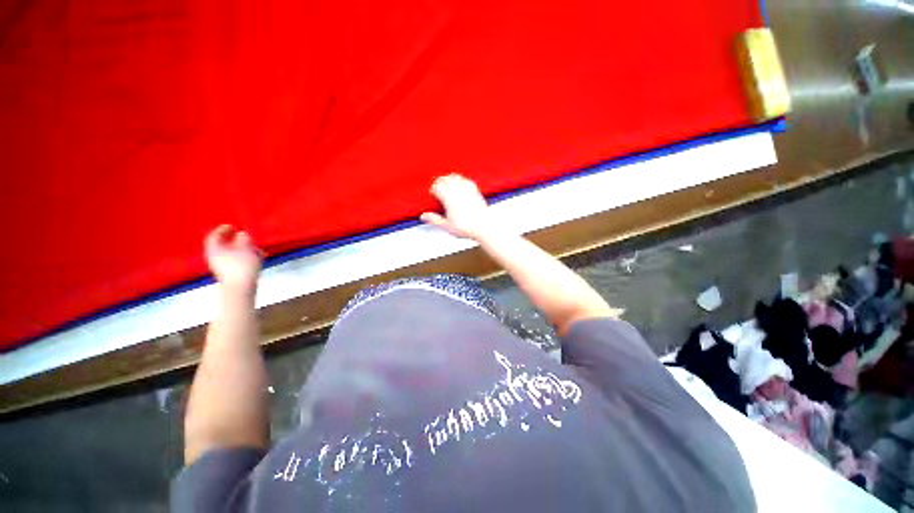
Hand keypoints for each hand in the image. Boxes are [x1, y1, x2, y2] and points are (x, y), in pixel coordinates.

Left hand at [204, 225, 262, 291]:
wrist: (241, 287)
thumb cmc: (241, 265)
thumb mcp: (245, 248)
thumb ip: (244, 239)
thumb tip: (242, 234)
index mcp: (215, 249)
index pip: (214, 236)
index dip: (222, 230)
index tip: (232, 226)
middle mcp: (215, 257)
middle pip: (223, 246)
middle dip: (235, 240)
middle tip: (245, 237)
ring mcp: (222, 267)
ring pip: (231, 254)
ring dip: (243, 250)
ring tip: (255, 249)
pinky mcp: (230, 274)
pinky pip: (236, 261)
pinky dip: (245, 257)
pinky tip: (256, 258)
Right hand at [421, 174, 498, 240]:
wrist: (483, 226)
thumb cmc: (466, 227)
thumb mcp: (447, 226)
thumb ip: (434, 219)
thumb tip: (424, 216)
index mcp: (448, 198)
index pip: (437, 187)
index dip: (433, 189)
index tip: (433, 194)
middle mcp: (457, 191)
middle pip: (445, 179)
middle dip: (439, 182)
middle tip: (438, 188)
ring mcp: (467, 189)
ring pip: (455, 176)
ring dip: (449, 179)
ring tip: (447, 184)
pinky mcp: (475, 190)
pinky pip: (466, 180)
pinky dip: (461, 180)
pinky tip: (460, 184)